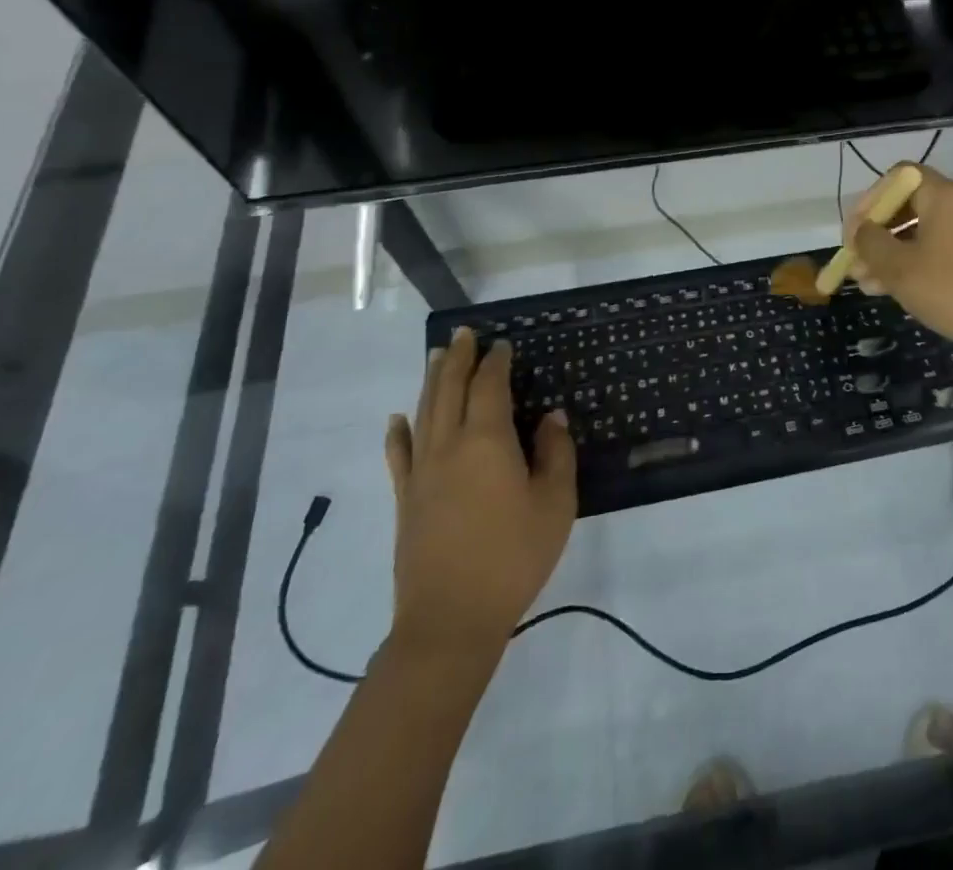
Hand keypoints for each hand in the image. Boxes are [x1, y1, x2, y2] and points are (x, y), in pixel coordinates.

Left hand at [383, 329, 576, 664]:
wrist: (451, 620)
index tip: (503, 344)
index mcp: (488, 441)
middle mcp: (449, 445)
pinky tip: (397, 419)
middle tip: (464, 334)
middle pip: (450, 389)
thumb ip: (555, 453)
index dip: (496, 362)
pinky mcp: (406, 499)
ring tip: (435, 356)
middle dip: (458, 358)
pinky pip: (399, 455)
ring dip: (431, 381)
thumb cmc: (513, 557)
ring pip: (424, 412)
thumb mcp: (555, 503)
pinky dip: (398, 432)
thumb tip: (551, 416)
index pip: (490, 386)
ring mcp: (421, 472)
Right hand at [846, 163, 952, 357]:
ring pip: (924, 231)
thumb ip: (870, 243)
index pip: (899, 176)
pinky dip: (917, 261)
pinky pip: (943, 247)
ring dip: (893, 253)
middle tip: (856, 262)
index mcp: (945, 195)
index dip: (871, 199)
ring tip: (868, 285)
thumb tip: (861, 230)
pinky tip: (896, 290)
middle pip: (910, 205)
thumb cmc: (952, 290)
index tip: (855, 231)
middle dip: (878, 233)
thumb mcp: (899, 268)